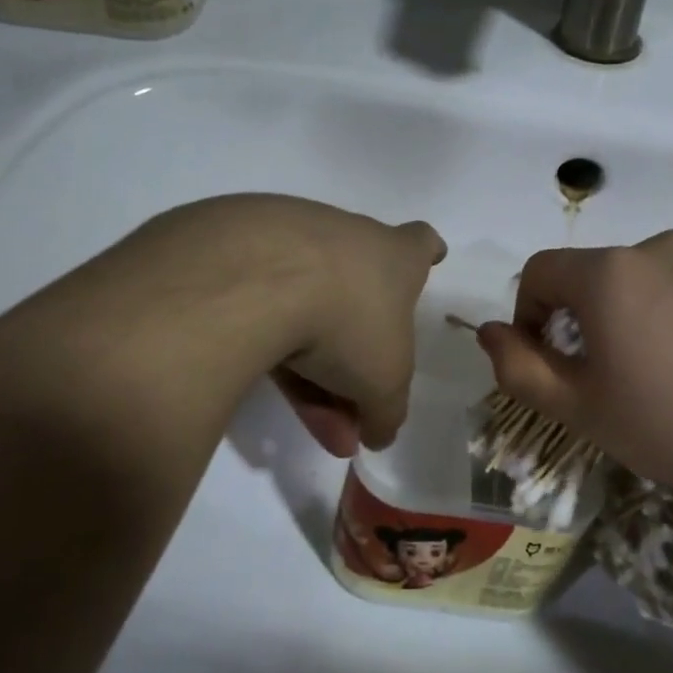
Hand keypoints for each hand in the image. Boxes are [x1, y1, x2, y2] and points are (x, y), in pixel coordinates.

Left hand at [257, 199, 446, 456]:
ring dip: (310, 364)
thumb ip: (386, 412)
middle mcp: (347, 238)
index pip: (420, 244)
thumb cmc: (348, 321)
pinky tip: (264, 383)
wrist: (258, 279)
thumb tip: (379, 434)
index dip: (428, 252)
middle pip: (357, 293)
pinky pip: (262, 305)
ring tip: (304, 417)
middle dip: (355, 351)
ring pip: (307, 307)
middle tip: (350, 407)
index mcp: (394, 256)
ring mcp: (290, 240)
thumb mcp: (383, 383)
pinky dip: (268, 343)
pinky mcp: (240, 254)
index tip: (432, 257)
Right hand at [475, 231, 672, 518]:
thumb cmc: (672, 423)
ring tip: (640, 379)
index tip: (545, 366)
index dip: (525, 316)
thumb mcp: (580, 406)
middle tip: (592, 382)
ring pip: (628, 283)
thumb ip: (519, 367)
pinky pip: (669, 289)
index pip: (538, 272)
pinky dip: (654, 318)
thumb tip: (488, 332)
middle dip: (571, 322)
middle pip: (584, 276)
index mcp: (608, 271)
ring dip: (613, 321)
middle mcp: (652, 248)